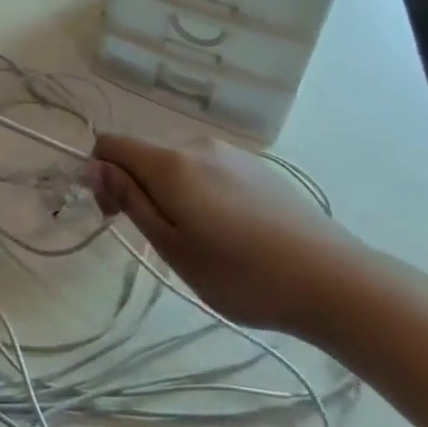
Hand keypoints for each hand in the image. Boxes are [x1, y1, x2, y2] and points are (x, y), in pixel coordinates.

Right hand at [85, 134, 372, 335]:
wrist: (335, 282)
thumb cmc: (241, 274)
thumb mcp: (172, 246)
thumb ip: (130, 200)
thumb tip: (92, 166)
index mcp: (171, 163)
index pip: (111, 144)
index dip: (100, 174)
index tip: (115, 215)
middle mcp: (198, 145)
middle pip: (145, 154)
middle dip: (135, 187)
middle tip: (160, 240)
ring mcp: (233, 155)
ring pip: (177, 164)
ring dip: (169, 192)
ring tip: (199, 241)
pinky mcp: (259, 169)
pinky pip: (208, 170)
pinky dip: (200, 193)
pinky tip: (230, 232)